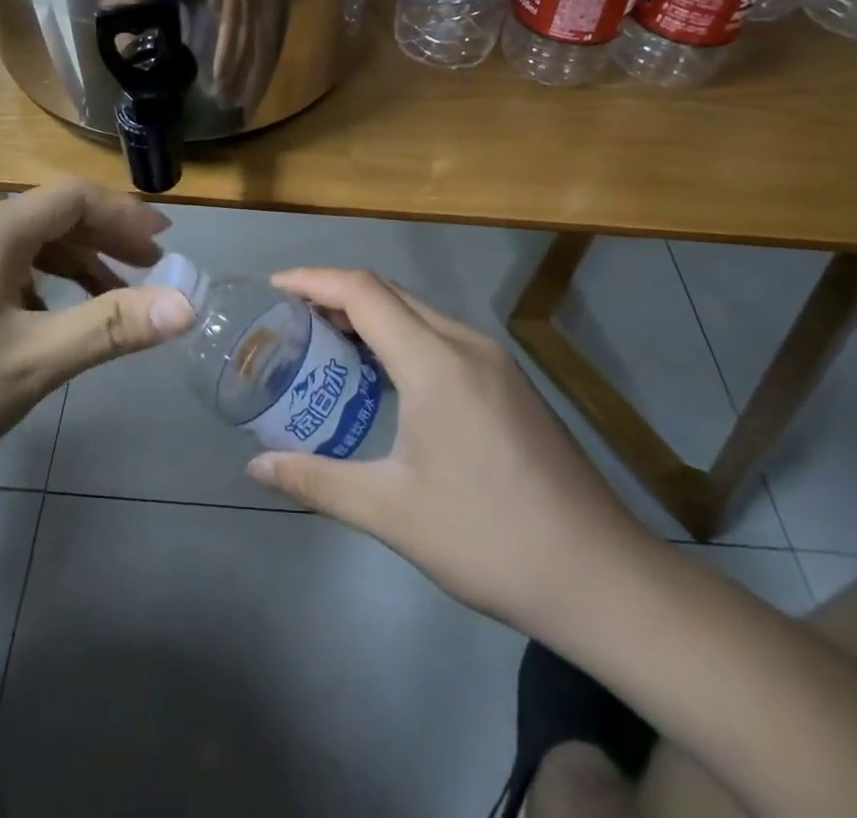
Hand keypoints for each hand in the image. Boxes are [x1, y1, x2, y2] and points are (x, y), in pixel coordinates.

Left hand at [0, 180, 195, 517]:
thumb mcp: (34, 363)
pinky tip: (43, 321)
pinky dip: (33, 282)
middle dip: (102, 239)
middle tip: (146, 271)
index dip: (124, 214)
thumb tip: (187, 303)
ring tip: (105, 300)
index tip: (164, 243)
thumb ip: (112, 326)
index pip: (72, 197)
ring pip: (19, 244)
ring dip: (69, 263)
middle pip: (47, 216)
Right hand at [245, 269, 648, 638]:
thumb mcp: (391, 513)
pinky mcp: (510, 381)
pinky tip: (384, 375)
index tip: (273, 287)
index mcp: (435, 362)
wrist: (600, 576)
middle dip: (335, 294)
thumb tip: (256, 467)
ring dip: (370, 315)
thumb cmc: (487, 539)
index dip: (313, 280)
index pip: (362, 292)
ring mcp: (494, 361)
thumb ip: (317, 481)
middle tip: (291, 318)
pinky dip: (400, 336)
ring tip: (327, 341)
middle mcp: (466, 344)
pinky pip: (441, 335)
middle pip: (389, 293)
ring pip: (418, 312)